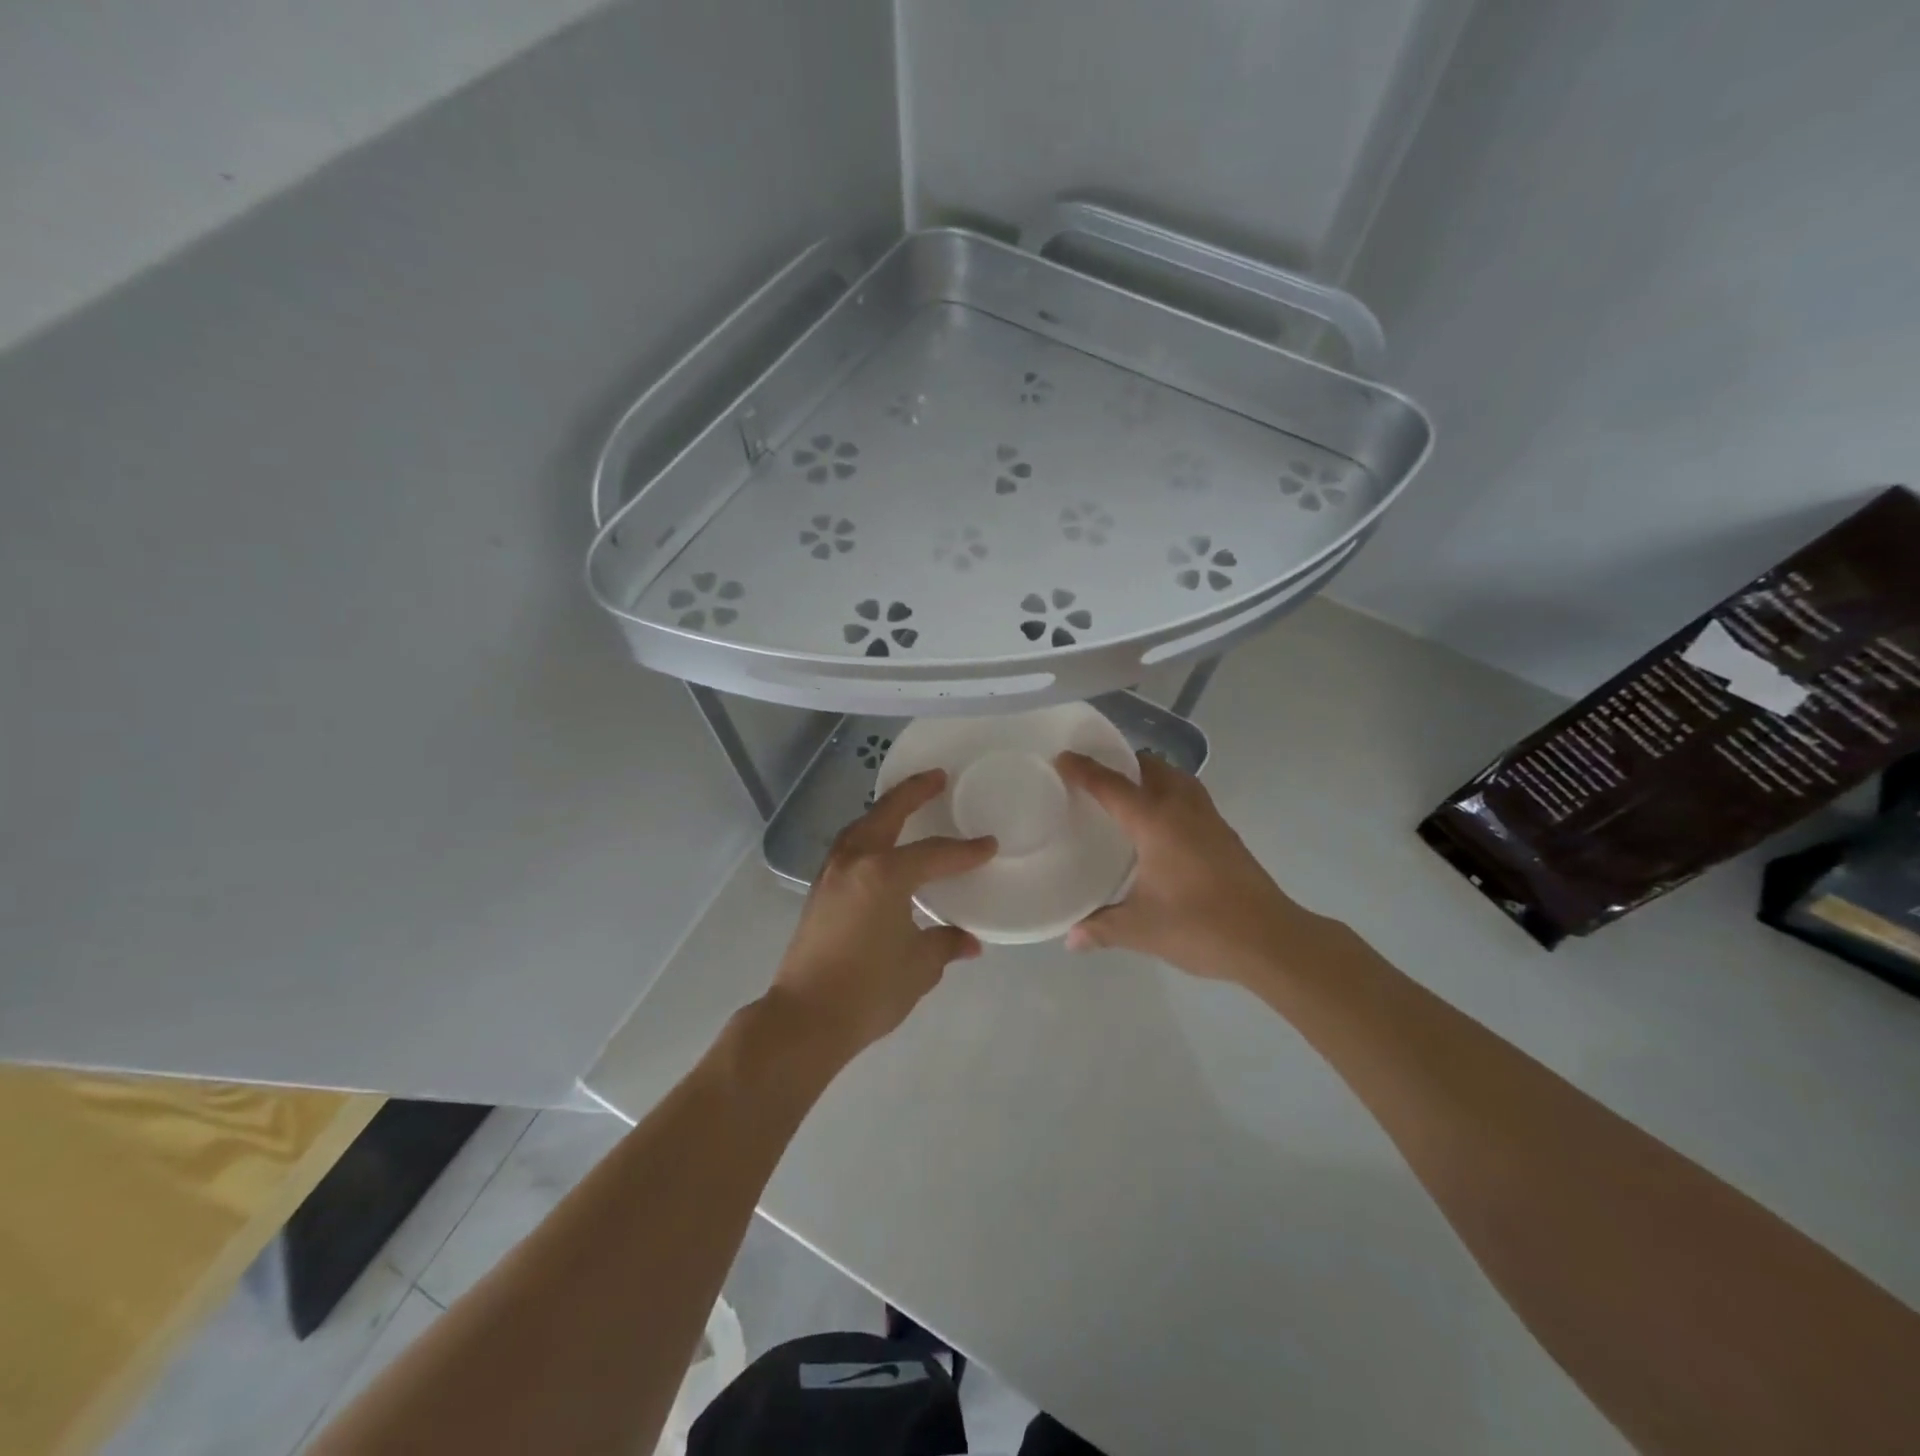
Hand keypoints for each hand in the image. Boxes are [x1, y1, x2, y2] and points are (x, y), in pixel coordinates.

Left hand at [770, 769, 996, 1056]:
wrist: (805, 1019)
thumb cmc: (868, 990)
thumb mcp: (918, 966)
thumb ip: (945, 944)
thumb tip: (968, 941)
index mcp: (885, 874)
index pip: (934, 854)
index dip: (965, 851)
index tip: (989, 845)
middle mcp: (856, 862)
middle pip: (887, 814)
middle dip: (913, 792)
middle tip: (937, 777)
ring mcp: (831, 874)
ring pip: (862, 827)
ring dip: (885, 811)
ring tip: (906, 804)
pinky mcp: (819, 891)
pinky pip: (850, 847)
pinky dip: (869, 835)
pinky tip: (880, 847)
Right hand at [1054, 751, 1316, 982]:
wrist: (1269, 939)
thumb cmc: (1199, 926)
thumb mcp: (1141, 929)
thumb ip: (1101, 928)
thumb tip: (1070, 938)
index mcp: (1155, 821)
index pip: (1111, 785)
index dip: (1083, 770)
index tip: (1062, 758)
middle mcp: (1182, 808)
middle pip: (1150, 767)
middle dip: (1122, 763)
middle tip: (1095, 776)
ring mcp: (1208, 819)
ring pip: (1176, 778)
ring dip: (1151, 775)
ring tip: (1128, 793)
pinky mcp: (1226, 834)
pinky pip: (1190, 797)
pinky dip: (1170, 795)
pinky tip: (1162, 824)